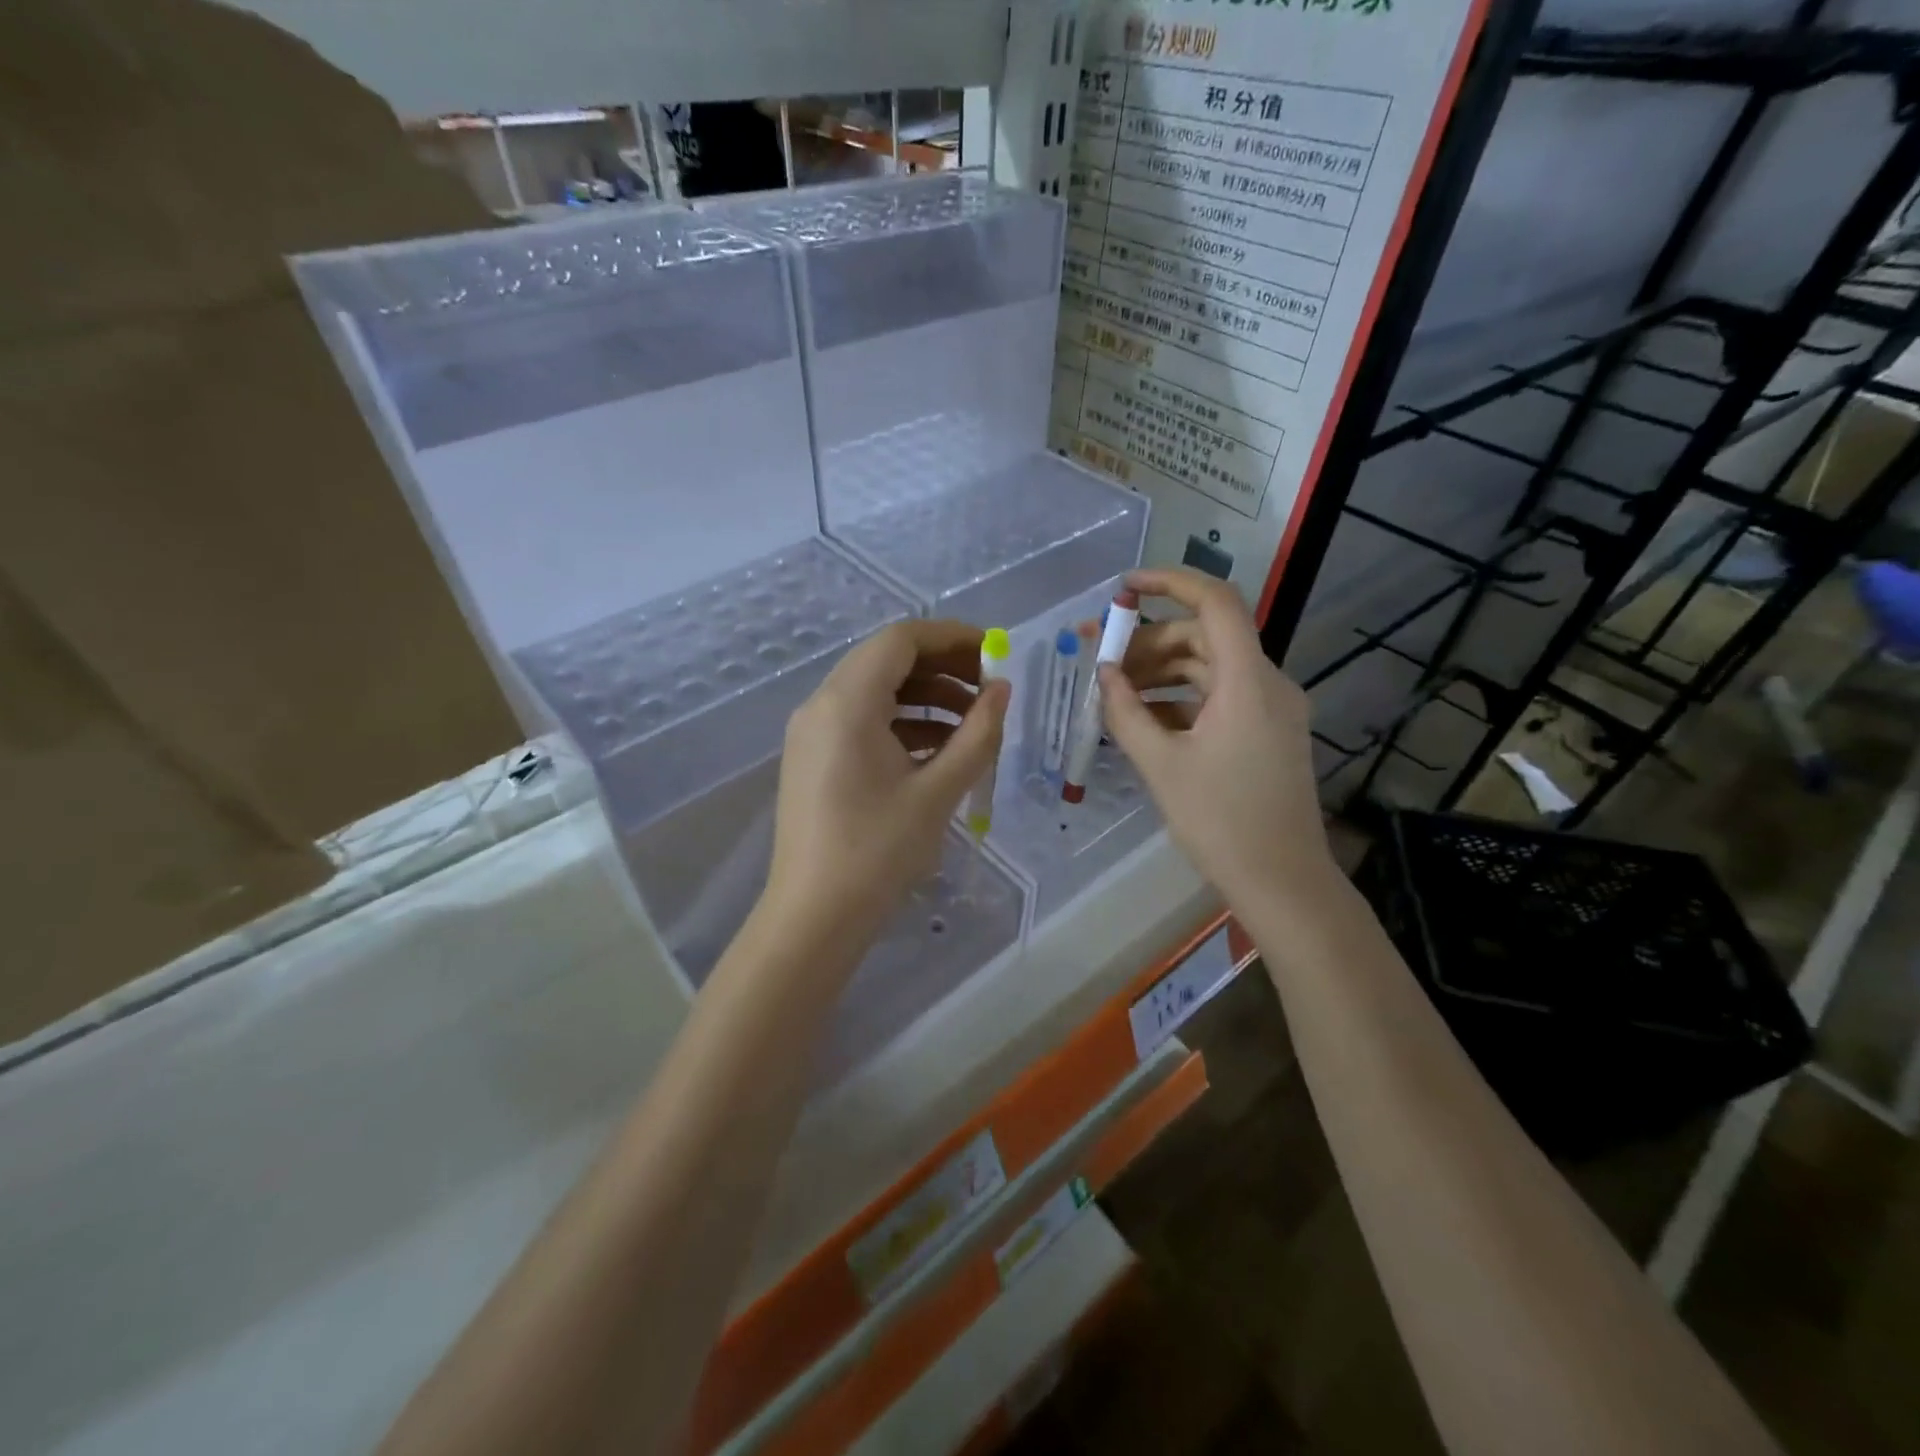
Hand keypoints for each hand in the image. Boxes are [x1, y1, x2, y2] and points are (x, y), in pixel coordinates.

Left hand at [765, 619, 1009, 946]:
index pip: (901, 639)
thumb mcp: (938, 791)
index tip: (994, 653)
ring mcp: (812, 731)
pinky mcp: (813, 757)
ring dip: (924, 697)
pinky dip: (901, 722)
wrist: (814, 916)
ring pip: (875, 690)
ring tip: (972, 723)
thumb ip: (977, 734)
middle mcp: (821, 704)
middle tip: (988, 688)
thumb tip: (1001, 691)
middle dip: (942, 667)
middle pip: (886, 660)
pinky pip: (862, 720)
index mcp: (847, 702)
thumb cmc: (878, 852)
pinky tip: (939, 749)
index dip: (952, 638)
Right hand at [1099, 568, 1336, 911]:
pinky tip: (1146, 720)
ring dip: (1163, 672)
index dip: (1169, 583)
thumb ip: (1125, 712)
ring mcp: (1272, 708)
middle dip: (1151, 642)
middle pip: (1206, 636)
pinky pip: (1221, 697)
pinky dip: (1183, 698)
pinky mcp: (1269, 732)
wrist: (1282, 881)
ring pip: (1211, 667)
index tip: (1123, 589)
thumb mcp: (1161, 765)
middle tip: (1104, 663)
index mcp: (1249, 681)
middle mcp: (1268, 683)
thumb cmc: (1220, 822)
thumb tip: (1104, 674)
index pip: (1215, 603)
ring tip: (1117, 694)